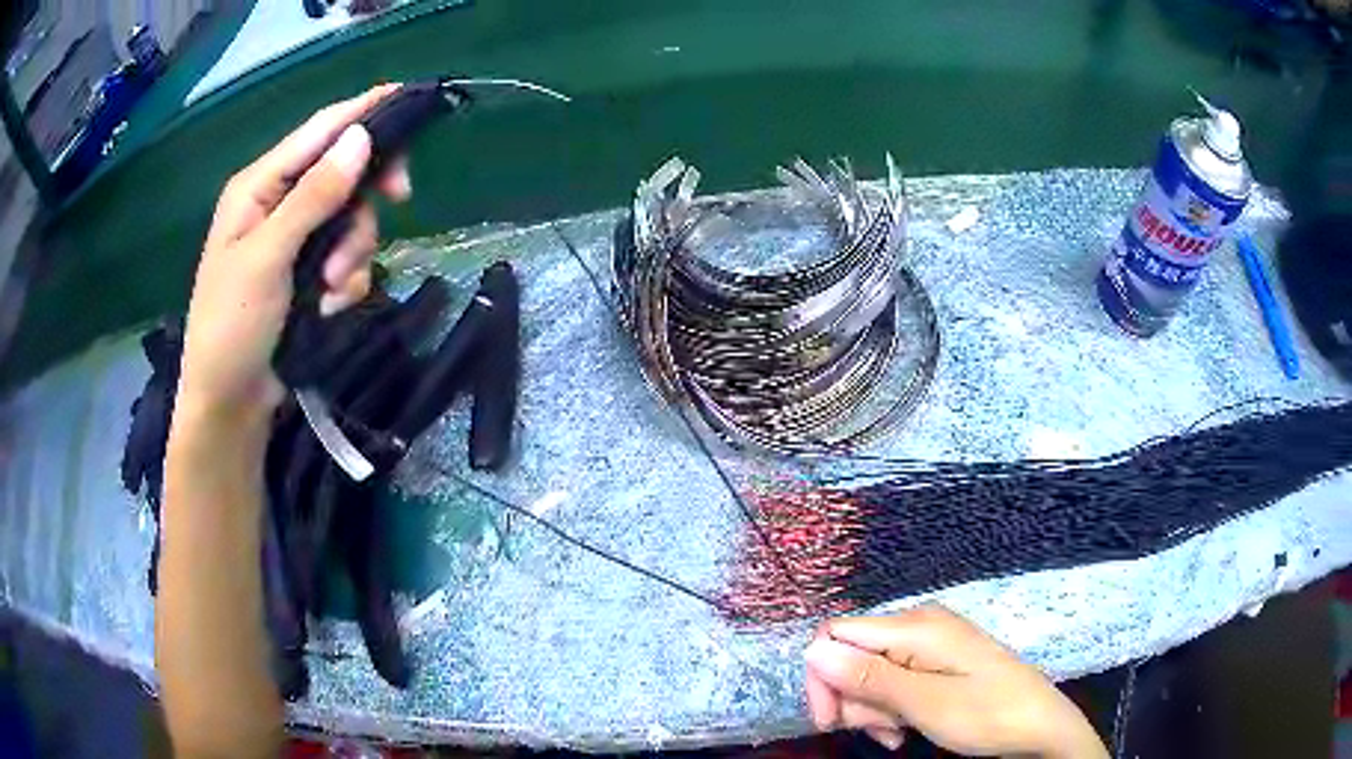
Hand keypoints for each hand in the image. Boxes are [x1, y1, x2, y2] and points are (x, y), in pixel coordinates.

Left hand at [178, 84, 411, 418]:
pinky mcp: (307, 274)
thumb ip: (312, 197)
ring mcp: (294, 241)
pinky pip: (348, 259)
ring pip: (352, 221)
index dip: (363, 112)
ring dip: (354, 254)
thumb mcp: (268, 257)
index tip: (410, 99)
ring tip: (332, 291)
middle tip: (400, 201)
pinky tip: (329, 308)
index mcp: (259, 187)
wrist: (229, 402)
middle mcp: (278, 204)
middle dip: (364, 201)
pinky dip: (348, 283)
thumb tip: (359, 138)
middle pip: (344, 174)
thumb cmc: (231, 325)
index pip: (319, 132)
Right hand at [804, 605, 1106, 758]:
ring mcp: (929, 644)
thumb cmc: (986, 713)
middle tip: (880, 730)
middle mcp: (918, 625)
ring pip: (869, 674)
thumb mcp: (924, 703)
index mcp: (915, 626)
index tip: (829, 721)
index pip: (835, 635)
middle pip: (851, 655)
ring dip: (872, 710)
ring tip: (898, 733)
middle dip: (853, 700)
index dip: (821, 677)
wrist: (1039, 724)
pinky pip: (894, 681)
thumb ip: (869, 676)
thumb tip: (812, 650)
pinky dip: (889, 709)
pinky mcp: (937, 662)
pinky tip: (903, 731)